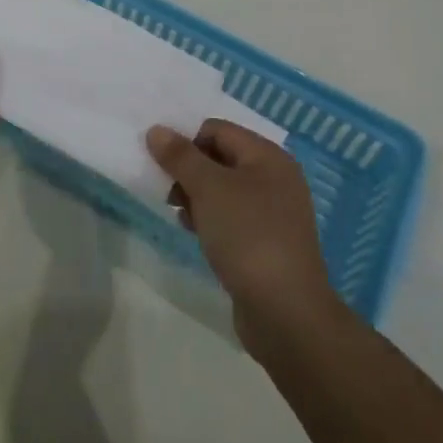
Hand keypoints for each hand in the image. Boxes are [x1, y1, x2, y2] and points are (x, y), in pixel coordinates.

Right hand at [146, 120, 343, 352]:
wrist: (286, 313)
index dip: (186, 140)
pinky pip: (231, 217)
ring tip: (178, 213)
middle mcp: (275, 178)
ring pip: (223, 189)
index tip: (161, 163)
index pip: (216, 129)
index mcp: (268, 157)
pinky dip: (209, 218)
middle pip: (219, 158)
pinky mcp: (266, 242)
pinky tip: (193, 232)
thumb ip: (180, 156)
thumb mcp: (208, 188)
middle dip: (188, 170)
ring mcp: (273, 213)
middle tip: (167, 190)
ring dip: (196, 196)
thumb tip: (156, 130)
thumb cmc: (247, 235)